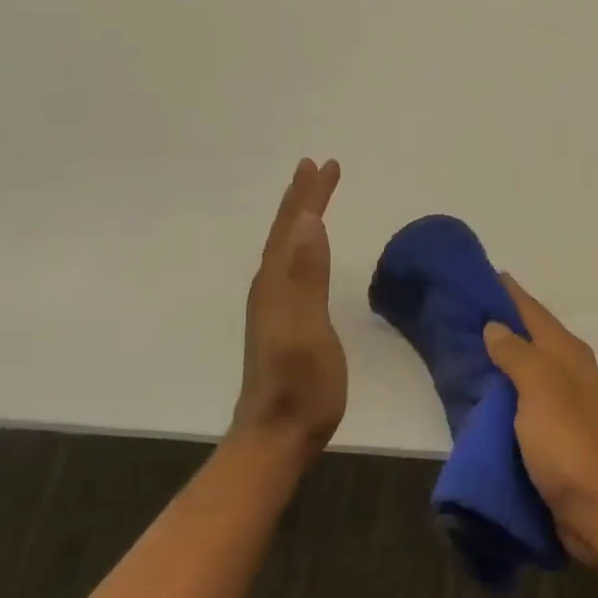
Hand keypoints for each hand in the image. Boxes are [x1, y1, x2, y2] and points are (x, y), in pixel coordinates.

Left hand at [231, 159, 345, 461]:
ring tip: (313, 198)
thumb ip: (307, 276)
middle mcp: (272, 287)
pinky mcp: (286, 320)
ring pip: (288, 247)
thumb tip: (310, 221)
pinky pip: (293, 266)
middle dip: (303, 198)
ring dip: (301, 218)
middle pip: (288, 232)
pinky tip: (308, 252)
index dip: (309, 194)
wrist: (278, 434)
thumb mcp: (306, 329)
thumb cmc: (300, 384)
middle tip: (318, 167)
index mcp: (277, 283)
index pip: (295, 227)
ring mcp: (276, 305)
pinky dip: (303, 245)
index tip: (325, 163)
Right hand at [483, 275, 597, 562]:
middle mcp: (567, 370)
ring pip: (523, 368)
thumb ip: (517, 353)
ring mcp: (562, 402)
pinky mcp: (553, 432)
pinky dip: (501, 391)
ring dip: (497, 358)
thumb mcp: (540, 388)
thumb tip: (495, 326)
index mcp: (567, 352)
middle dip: (497, 323)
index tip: (476, 277)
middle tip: (455, 314)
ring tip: (458, 350)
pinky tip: (477, 396)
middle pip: (528, 336)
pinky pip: (521, 400)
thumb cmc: (568, 442)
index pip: (531, 310)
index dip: (506, 292)